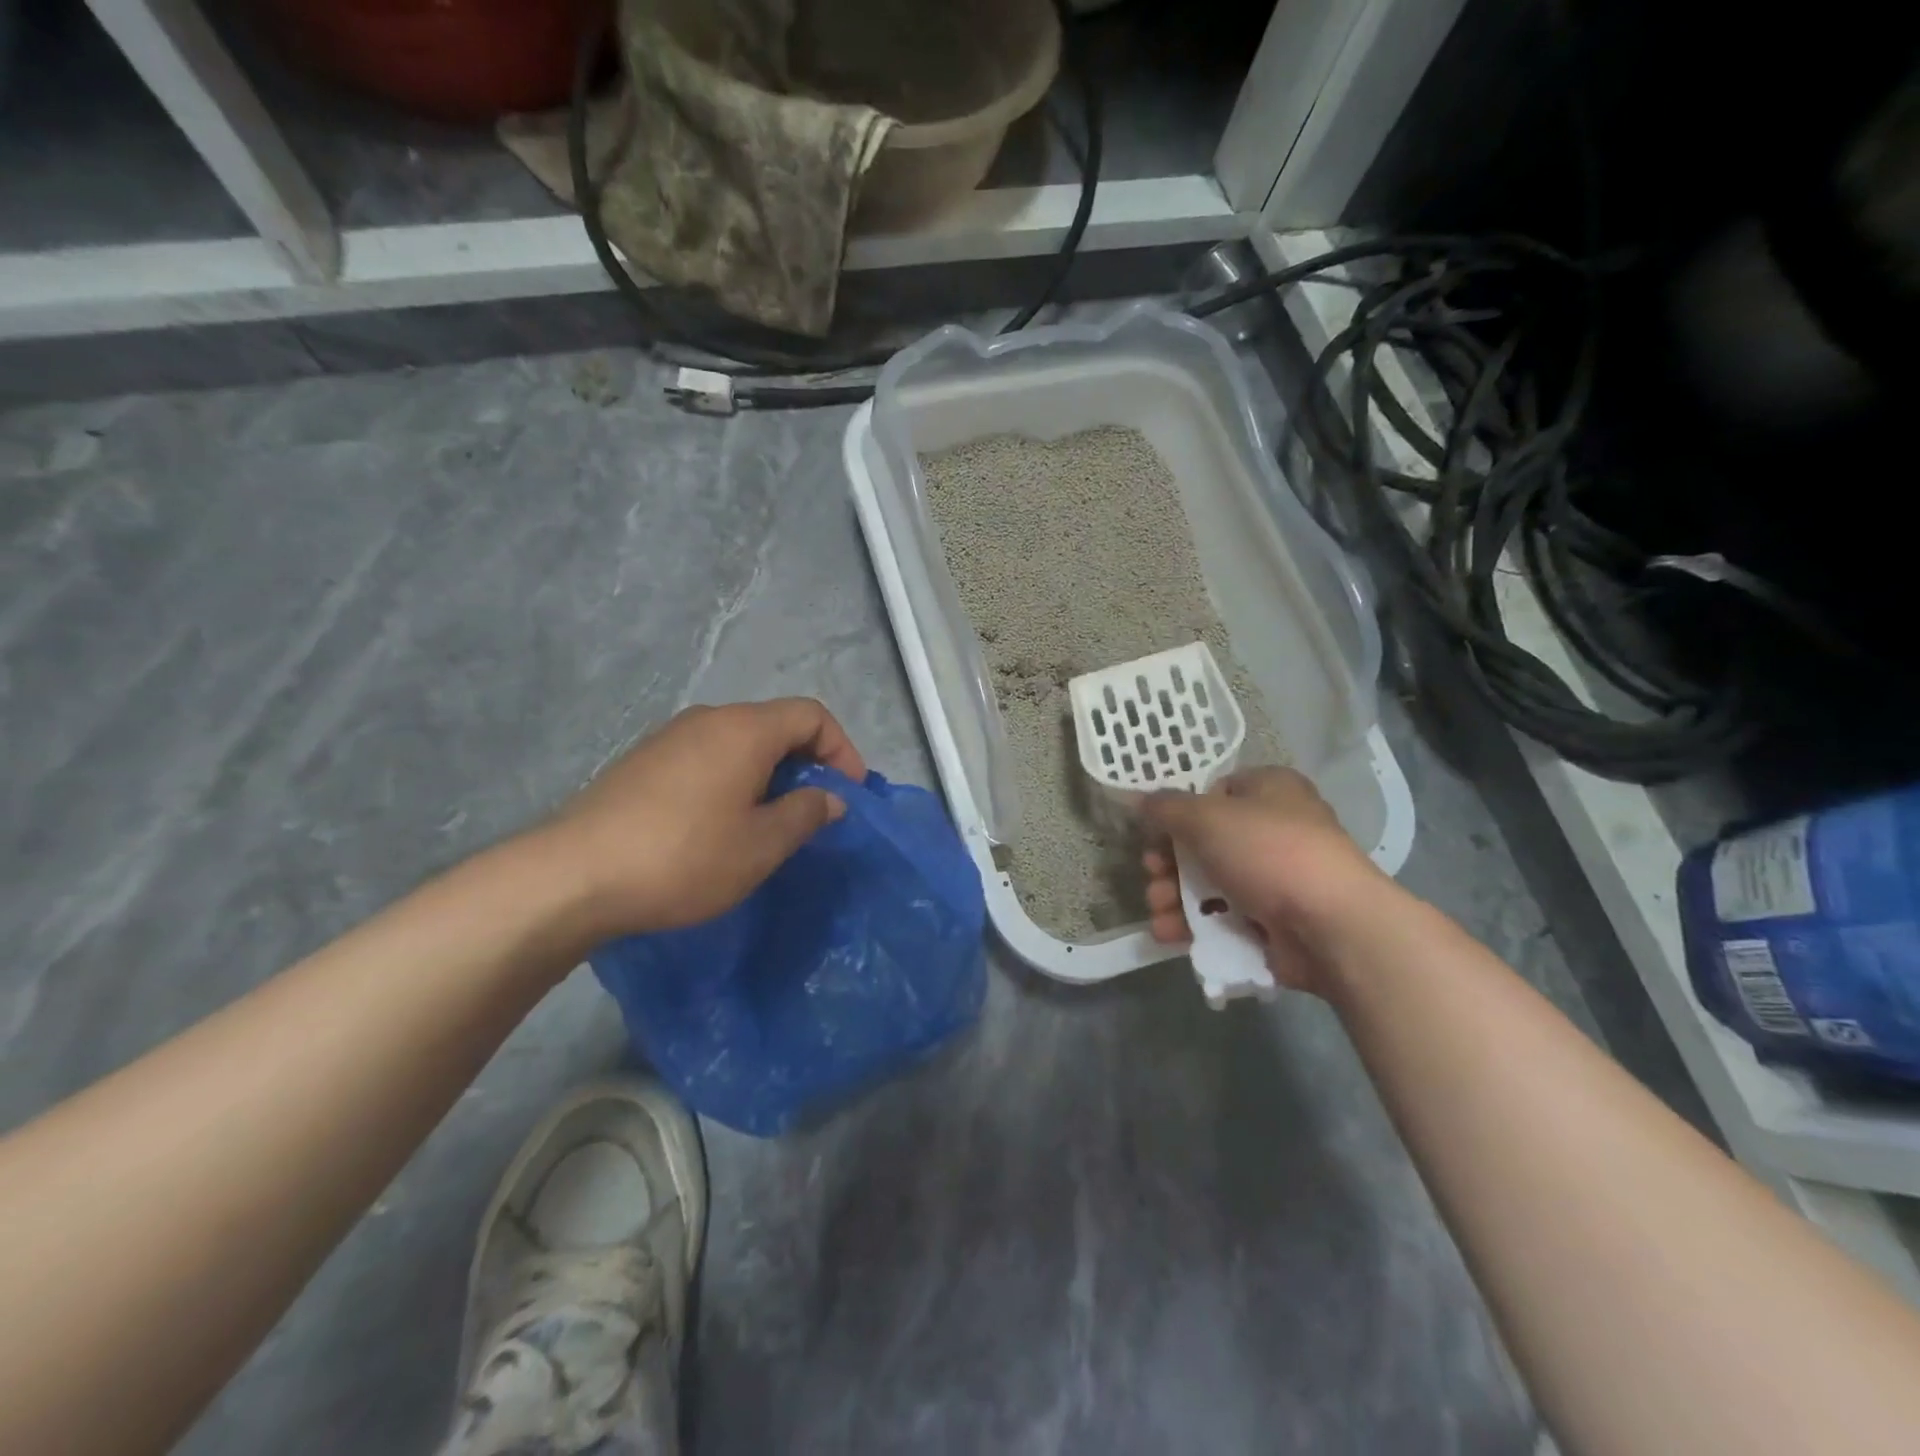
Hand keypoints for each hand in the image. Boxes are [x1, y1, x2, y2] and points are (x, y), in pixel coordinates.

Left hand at [546, 698, 866, 937]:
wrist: (572, 876)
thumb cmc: (684, 857)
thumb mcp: (761, 845)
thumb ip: (805, 814)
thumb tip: (829, 798)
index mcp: (745, 729)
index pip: (812, 715)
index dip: (842, 749)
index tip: (849, 794)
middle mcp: (708, 719)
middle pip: (775, 724)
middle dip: (807, 763)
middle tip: (816, 810)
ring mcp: (670, 737)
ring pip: (740, 742)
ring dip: (769, 774)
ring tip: (771, 821)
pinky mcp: (643, 762)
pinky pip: (707, 757)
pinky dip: (733, 779)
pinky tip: (721, 824)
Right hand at [1139, 767, 1381, 994]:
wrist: (1331, 925)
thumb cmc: (1268, 852)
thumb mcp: (1206, 818)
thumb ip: (1166, 808)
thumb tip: (1139, 799)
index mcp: (1270, 790)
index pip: (1214, 792)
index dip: (1180, 812)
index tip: (1155, 833)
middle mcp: (1276, 829)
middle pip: (1206, 842)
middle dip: (1169, 863)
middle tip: (1152, 875)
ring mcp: (1278, 878)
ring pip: (1211, 883)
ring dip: (1175, 897)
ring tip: (1159, 913)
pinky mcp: (1276, 921)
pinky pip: (1226, 917)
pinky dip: (1196, 925)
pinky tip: (1170, 935)